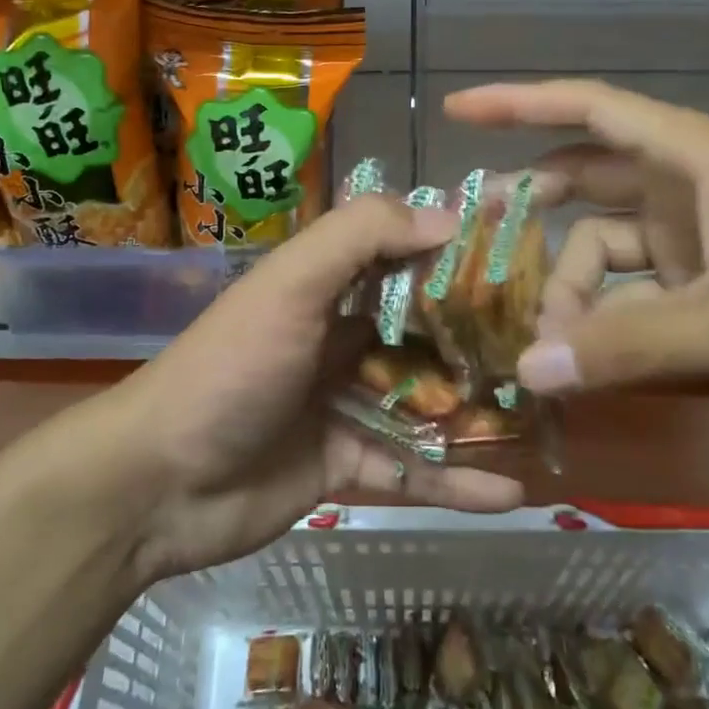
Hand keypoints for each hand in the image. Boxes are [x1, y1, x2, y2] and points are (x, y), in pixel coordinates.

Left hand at [107, 195, 524, 580]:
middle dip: (480, 337)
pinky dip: (454, 481)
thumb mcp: (291, 285)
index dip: (458, 253)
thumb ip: (359, 237)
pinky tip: (511, 492)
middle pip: (424, 331)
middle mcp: (340, 336)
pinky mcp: (343, 465)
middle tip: (551, 343)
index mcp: (327, 286)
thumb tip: (449, 216)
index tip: (524, 257)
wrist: (157, 483)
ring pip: (425, 402)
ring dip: (477, 410)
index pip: (404, 255)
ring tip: (545, 416)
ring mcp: (343, 402)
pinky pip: (409, 469)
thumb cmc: (231, 368)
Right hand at [444, 79, 708, 422]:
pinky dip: (615, 319)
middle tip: (475, 250)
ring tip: (544, 344)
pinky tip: (591, 357)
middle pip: (589, 184)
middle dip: (533, 214)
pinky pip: (648, 292)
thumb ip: (628, 346)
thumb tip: (526, 366)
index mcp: (700, 158)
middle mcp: (697, 188)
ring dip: (576, 290)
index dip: (517, 103)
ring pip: (614, 249)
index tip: (457, 112)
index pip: (589, 108)